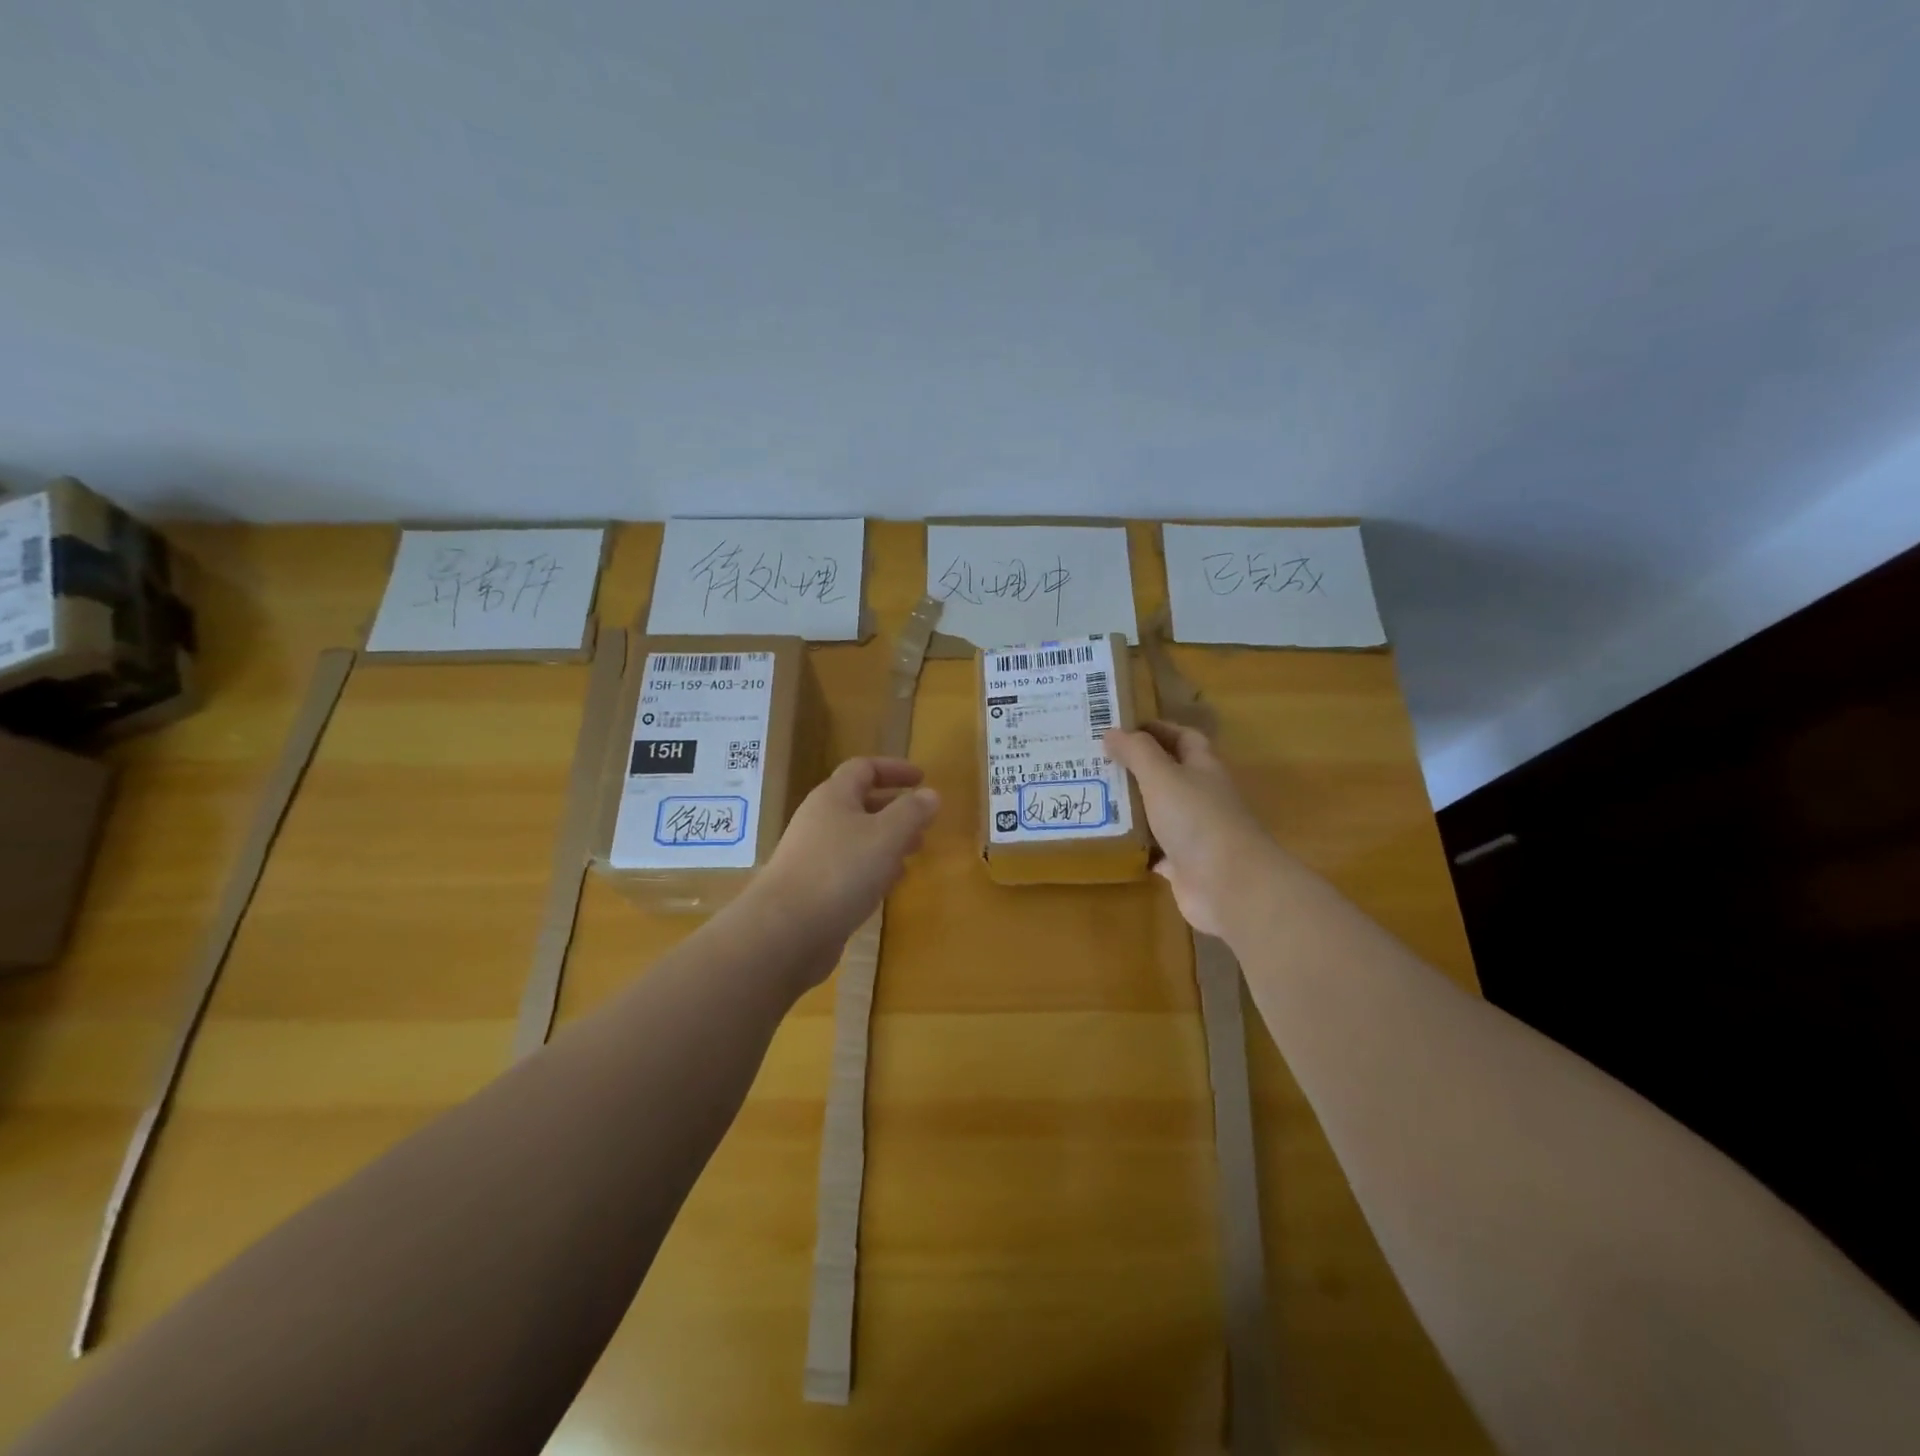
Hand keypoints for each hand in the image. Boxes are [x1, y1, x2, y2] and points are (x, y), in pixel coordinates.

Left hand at [752, 757, 940, 973]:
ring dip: (886, 841)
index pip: (864, 768)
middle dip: (895, 809)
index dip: (894, 769)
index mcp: (833, 797)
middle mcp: (819, 820)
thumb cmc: (840, 871)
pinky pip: (848, 868)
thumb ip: (912, 812)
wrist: (785, 931)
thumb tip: (930, 794)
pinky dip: (873, 869)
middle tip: (924, 822)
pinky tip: (888, 885)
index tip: (923, 779)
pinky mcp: (813, 888)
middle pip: (860, 803)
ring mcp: (813, 856)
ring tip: (914, 852)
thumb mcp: (886, 835)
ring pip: (856, 838)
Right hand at [1105, 722, 1277, 937]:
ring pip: (1158, 812)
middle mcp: (1201, 797)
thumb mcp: (1162, 776)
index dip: (1157, 729)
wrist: (1230, 885)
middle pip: (1168, 775)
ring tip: (1092, 797)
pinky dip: (1134, 845)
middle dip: (1135, 768)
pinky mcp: (1183, 865)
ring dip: (1131, 807)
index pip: (1183, 738)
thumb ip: (1137, 752)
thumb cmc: (1197, 819)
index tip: (1121, 727)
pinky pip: (1153, 850)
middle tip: (1095, 762)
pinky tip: (1107, 839)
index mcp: (1203, 768)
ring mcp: (1193, 833)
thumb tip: (1112, 731)